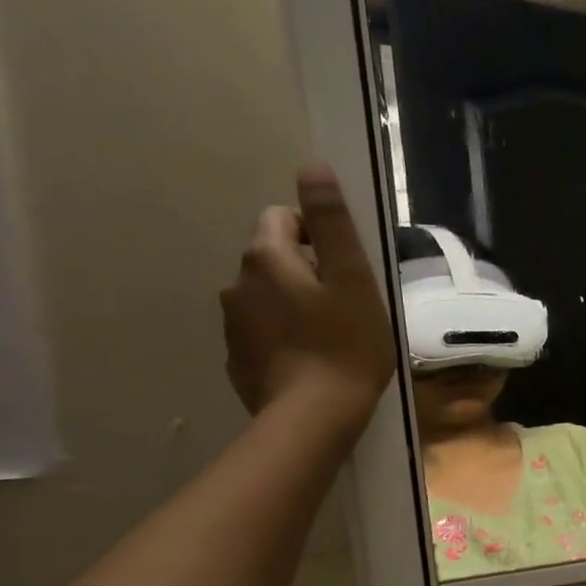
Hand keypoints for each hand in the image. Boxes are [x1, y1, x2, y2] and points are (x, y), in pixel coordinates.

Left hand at [221, 163, 394, 438]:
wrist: (313, 417)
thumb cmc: (345, 344)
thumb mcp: (353, 279)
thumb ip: (332, 223)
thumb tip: (312, 167)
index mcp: (267, 258)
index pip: (282, 219)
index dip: (317, 236)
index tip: (345, 270)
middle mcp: (237, 283)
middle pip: (272, 260)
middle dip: (304, 272)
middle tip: (344, 306)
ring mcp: (232, 325)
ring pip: (265, 297)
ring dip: (292, 305)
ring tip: (329, 337)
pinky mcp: (237, 360)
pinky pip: (261, 333)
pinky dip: (282, 338)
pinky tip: (309, 362)